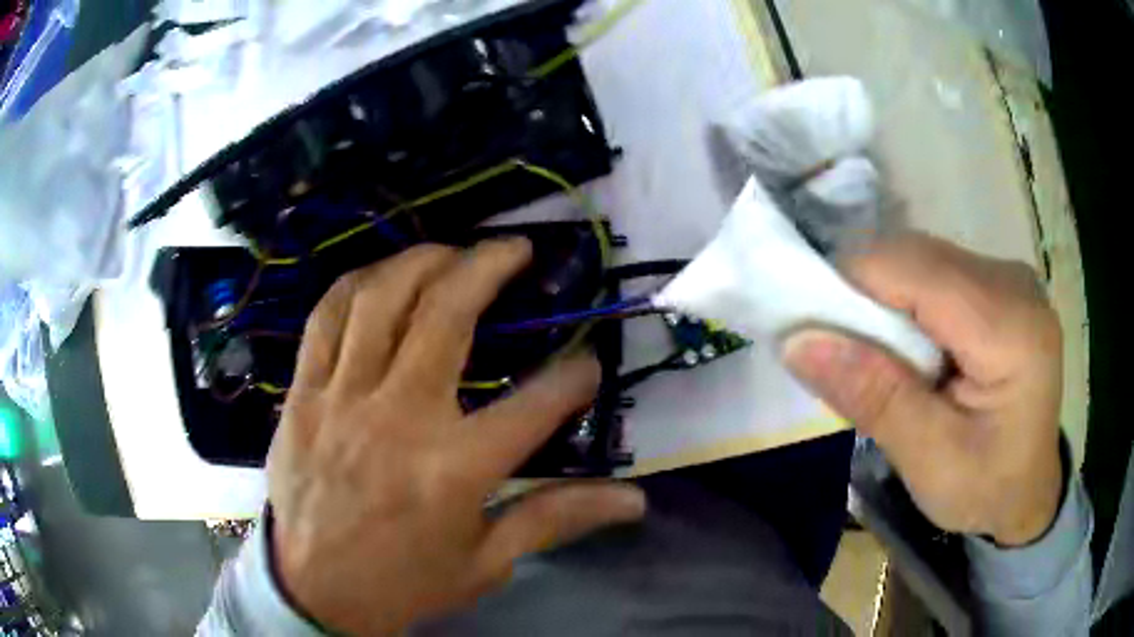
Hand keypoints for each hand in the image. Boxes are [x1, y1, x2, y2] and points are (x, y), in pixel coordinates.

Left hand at [266, 239, 645, 634]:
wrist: (314, 592)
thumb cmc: (404, 583)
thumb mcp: (487, 562)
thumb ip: (556, 517)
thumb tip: (634, 499)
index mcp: (453, 470)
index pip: (536, 404)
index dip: (575, 375)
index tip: (589, 361)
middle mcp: (398, 420)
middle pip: (447, 315)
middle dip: (489, 266)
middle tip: (516, 248)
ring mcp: (341, 400)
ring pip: (380, 300)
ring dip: (422, 261)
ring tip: (452, 251)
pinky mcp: (302, 396)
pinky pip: (325, 319)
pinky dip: (357, 284)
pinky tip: (382, 276)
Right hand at [783, 233, 1063, 546]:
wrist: (1029, 491)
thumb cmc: (987, 489)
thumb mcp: (931, 461)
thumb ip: (875, 398)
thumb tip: (799, 342)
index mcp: (1011, 327)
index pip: (914, 269)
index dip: (851, 285)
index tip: (811, 331)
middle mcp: (1013, 281)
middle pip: (916, 256)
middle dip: (866, 295)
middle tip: (843, 355)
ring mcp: (1008, 276)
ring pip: (921, 259)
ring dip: (884, 299)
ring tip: (878, 358)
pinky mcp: (998, 283)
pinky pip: (935, 272)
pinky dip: (906, 302)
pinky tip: (909, 346)